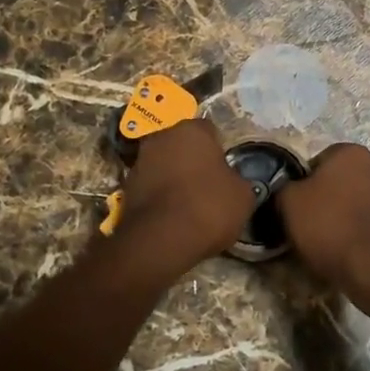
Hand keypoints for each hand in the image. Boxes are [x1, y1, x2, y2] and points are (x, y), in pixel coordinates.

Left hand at [113, 119, 257, 271]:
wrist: (161, 240)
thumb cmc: (208, 207)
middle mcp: (162, 137)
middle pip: (182, 145)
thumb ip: (238, 180)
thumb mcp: (243, 196)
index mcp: (192, 130)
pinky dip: (160, 196)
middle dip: (193, 160)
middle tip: (208, 184)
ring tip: (189, 204)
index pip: (209, 130)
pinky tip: (172, 216)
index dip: (219, 149)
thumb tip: (233, 182)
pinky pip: (151, 187)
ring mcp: (140, 161)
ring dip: (174, 177)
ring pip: (164, 164)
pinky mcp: (126, 187)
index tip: (225, 170)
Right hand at [276, 144, 369, 295]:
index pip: (315, 162)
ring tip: (325, 236)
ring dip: (339, 211)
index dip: (301, 185)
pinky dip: (354, 226)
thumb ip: (284, 186)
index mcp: (350, 151)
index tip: (295, 206)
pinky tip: (344, 244)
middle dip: (323, 196)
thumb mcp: (289, 202)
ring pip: (352, 198)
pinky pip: (365, 216)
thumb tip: (288, 189)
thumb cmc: (328, 225)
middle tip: (307, 221)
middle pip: (336, 179)